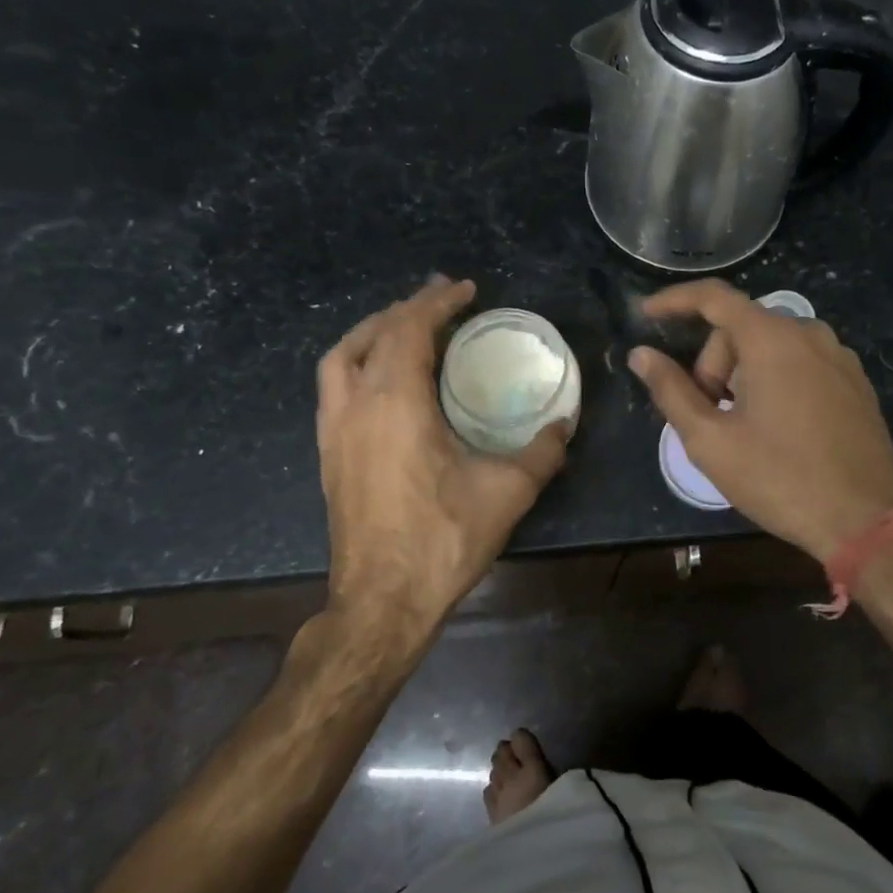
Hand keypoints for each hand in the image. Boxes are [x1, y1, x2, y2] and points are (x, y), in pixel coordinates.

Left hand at [316, 276, 567, 629]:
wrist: (382, 602)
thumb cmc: (443, 539)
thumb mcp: (509, 492)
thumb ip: (543, 451)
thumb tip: (564, 424)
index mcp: (395, 403)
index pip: (409, 329)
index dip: (437, 302)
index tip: (465, 289)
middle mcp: (355, 406)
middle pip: (371, 334)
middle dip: (406, 310)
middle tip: (442, 303)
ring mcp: (333, 431)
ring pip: (341, 359)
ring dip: (373, 333)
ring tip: (407, 330)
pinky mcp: (327, 455)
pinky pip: (335, 387)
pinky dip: (359, 364)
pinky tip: (387, 382)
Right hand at [629, 280, 892, 560]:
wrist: (868, 521)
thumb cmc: (781, 479)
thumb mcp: (712, 441)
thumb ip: (671, 391)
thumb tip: (641, 355)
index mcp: (773, 339)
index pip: (714, 297)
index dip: (674, 301)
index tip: (646, 315)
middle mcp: (810, 334)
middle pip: (742, 329)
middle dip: (713, 364)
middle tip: (708, 415)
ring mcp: (839, 357)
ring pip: (771, 346)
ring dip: (743, 375)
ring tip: (741, 427)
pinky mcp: (856, 382)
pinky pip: (801, 363)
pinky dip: (775, 381)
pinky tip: (776, 428)